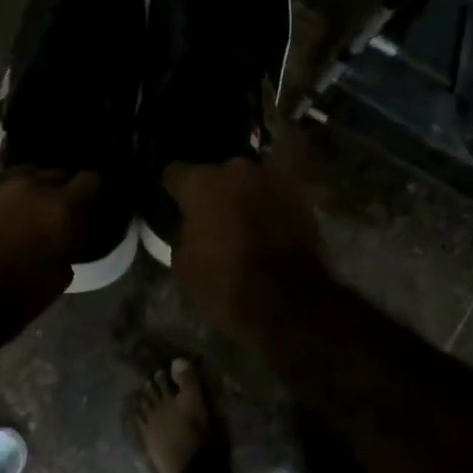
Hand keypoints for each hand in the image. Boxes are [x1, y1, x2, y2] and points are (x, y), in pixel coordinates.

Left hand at [0, 169, 101, 297]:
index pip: (91, 178)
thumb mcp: (59, 277)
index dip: (96, 187)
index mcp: (60, 208)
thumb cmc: (14, 299)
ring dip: (34, 185)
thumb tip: (72, 231)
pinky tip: (1, 211)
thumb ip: (71, 243)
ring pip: (26, 172)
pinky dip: (6, 193)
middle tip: (62, 207)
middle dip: (64, 186)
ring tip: (30, 205)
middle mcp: (32, 185)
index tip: (95, 198)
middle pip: (58, 170)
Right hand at [162, 158, 329, 338]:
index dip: (171, 191)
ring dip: (242, 197)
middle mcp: (237, 170)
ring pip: (247, 183)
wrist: (290, 303)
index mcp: (202, 182)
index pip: (175, 173)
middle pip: (216, 174)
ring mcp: (273, 180)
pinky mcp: (300, 198)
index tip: (172, 206)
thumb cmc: (225, 284)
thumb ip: (182, 231)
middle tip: (208, 216)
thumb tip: (188, 223)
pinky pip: (272, 197)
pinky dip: (266, 209)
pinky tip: (262, 230)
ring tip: (238, 223)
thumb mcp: (183, 264)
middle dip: (211, 191)